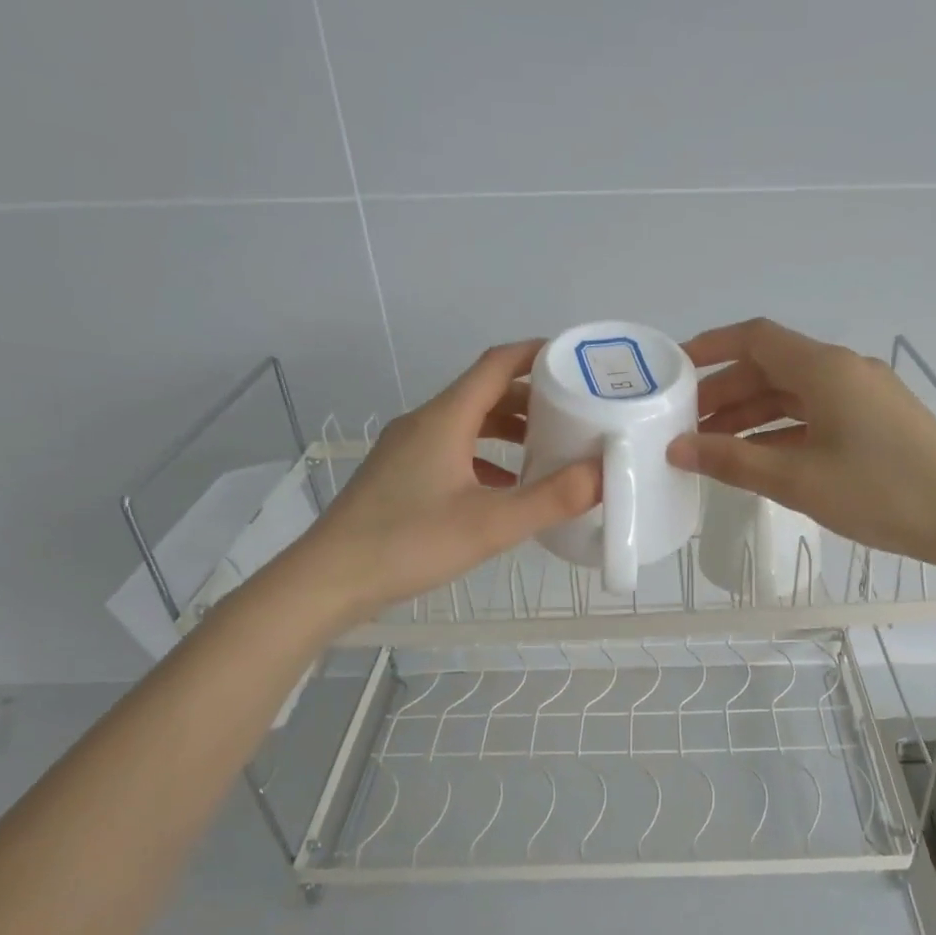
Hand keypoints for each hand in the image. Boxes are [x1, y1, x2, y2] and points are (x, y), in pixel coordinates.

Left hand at [291, 341, 597, 622]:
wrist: (329, 579)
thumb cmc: (409, 543)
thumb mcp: (490, 524)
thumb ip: (552, 498)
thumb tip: (605, 473)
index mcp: (445, 418)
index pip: (497, 364)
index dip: (538, 355)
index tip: (577, 361)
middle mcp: (424, 423)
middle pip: (484, 393)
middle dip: (532, 398)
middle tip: (576, 413)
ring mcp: (408, 450)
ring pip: (468, 424)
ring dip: (509, 430)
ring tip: (549, 448)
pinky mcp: (400, 476)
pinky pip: (453, 451)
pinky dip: (486, 458)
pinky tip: (507, 487)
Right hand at [666, 319, 935, 568]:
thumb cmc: (880, 493)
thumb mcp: (797, 480)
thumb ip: (733, 461)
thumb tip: (678, 449)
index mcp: (825, 369)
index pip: (756, 339)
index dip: (711, 347)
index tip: (674, 369)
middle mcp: (844, 371)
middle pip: (772, 367)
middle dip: (725, 391)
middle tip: (685, 422)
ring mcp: (864, 396)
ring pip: (794, 394)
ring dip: (752, 414)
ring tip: (712, 445)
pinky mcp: (876, 422)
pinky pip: (816, 415)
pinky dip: (782, 431)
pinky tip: (759, 458)